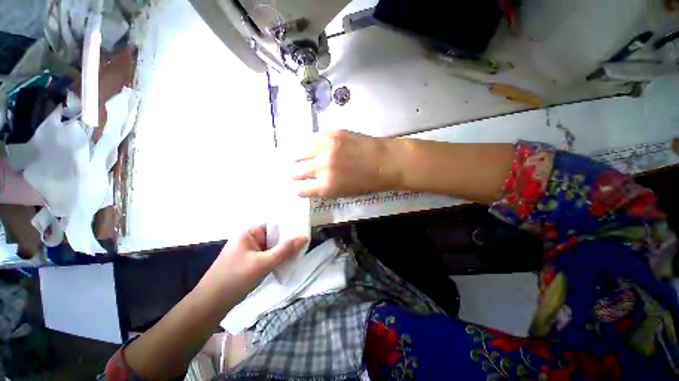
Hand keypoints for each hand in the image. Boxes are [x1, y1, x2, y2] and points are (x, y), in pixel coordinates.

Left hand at [201, 226, 307, 298]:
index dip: (290, 226)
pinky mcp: (250, 260)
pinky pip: (268, 255)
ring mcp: (250, 249)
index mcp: (250, 232)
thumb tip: (305, 237)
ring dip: (283, 250)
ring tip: (299, 252)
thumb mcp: (263, 263)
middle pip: (274, 235)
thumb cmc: (235, 278)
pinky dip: (277, 258)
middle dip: (288, 240)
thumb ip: (285, 250)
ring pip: (272, 246)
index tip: (304, 230)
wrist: (211, 304)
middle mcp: (250, 237)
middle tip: (305, 243)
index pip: (275, 224)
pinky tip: (287, 262)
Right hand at [292, 130, 399, 197]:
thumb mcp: (342, 193)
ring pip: (298, 153)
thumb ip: (323, 188)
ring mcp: (325, 147)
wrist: (386, 161)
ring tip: (307, 158)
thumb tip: (309, 182)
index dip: (300, 188)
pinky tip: (317, 148)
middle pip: (296, 171)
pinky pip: (310, 140)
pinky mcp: (331, 133)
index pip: (299, 189)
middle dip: (298, 174)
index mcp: (326, 186)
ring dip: (301, 158)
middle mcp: (321, 167)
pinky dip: (311, 146)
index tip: (303, 185)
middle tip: (303, 172)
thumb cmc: (368, 182)